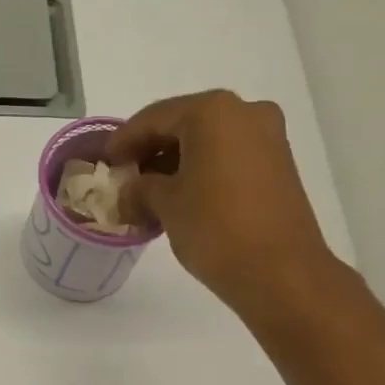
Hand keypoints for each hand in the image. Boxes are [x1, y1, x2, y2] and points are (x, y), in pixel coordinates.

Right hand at [106, 89, 334, 311]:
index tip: (105, 162)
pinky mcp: (278, 165)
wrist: (280, 272)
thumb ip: (140, 188)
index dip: (124, 140)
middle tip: (125, 179)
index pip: (154, 117)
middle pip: (183, 125)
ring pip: (207, 142)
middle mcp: (244, 112)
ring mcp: (267, 138)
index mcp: (213, 111)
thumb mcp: (165, 205)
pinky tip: (180, 199)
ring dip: (175, 164)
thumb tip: (130, 191)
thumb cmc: (215, 228)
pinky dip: (201, 172)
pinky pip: (228, 157)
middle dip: (151, 152)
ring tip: (148, 196)